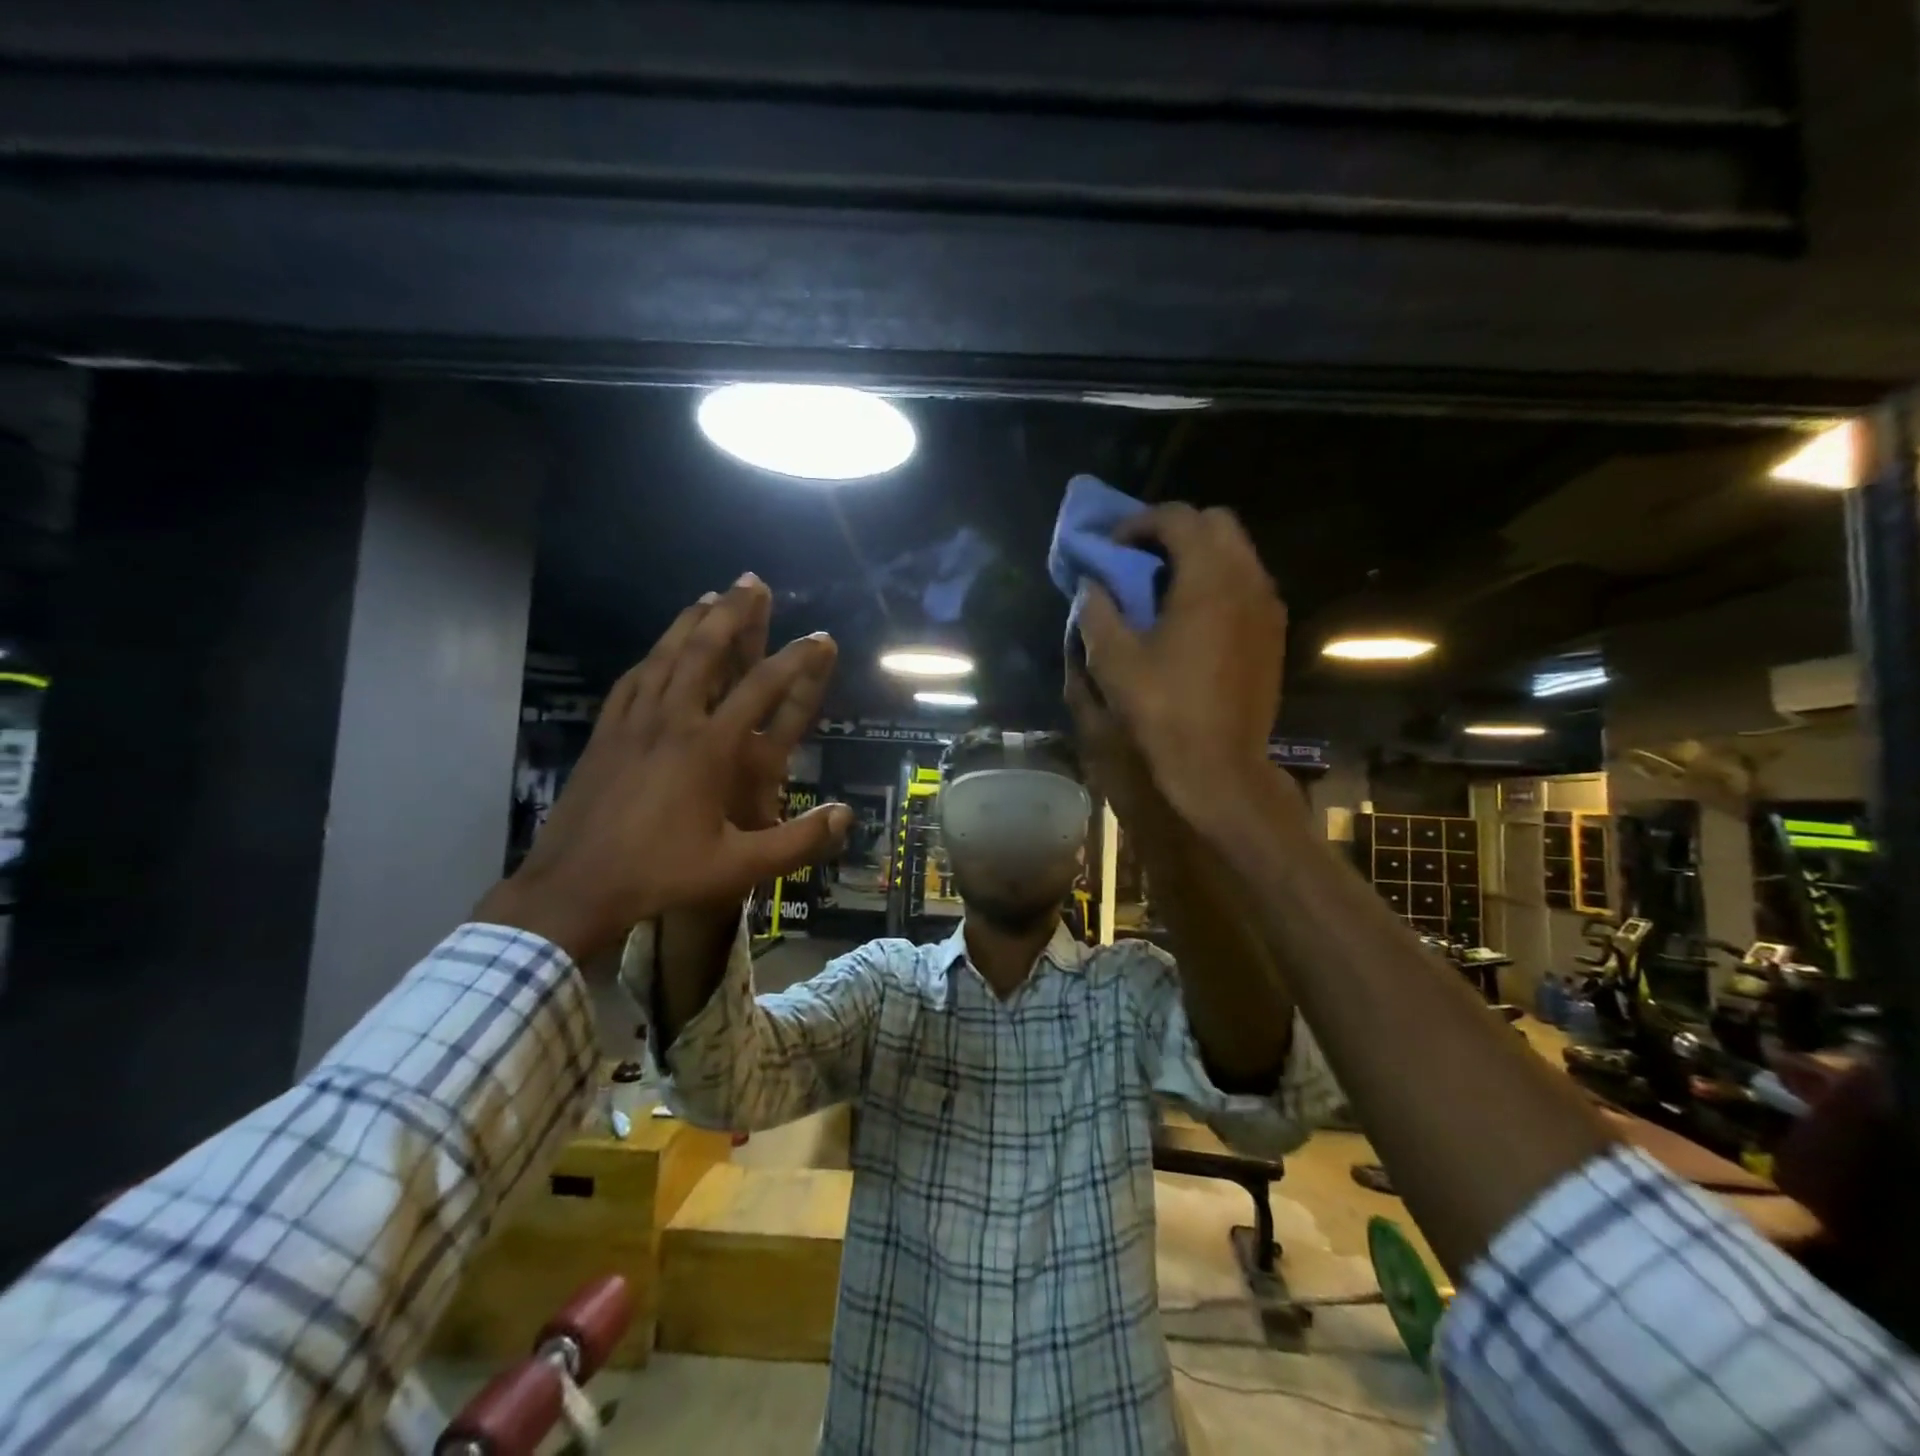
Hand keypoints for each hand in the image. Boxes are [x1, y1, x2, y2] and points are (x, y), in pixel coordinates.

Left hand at [474, 577, 851, 960]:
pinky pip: (632, 680)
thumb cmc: (660, 874)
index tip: (819, 638)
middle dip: (732, 613)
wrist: (573, 887)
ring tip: (709, 597)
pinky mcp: (605, 733)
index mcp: (707, 748)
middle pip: (704, 652)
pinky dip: (652, 656)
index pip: (761, 689)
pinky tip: (658, 650)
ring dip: (689, 622)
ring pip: (664, 657)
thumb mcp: (738, 867)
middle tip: (752, 581)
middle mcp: (671, 721)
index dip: (795, 660)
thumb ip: (797, 842)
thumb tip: (846, 816)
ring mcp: (632, 723)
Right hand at [1077, 504, 1284, 821]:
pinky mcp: (1273, 633)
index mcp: (1209, 580)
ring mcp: (1267, 607)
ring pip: (1237, 552)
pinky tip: (1190, 616)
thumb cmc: (1162, 711)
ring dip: (1199, 554)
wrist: (1219, 766)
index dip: (1139, 523)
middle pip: (1216, 523)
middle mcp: (1248, 581)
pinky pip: (1247, 584)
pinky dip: (1218, 581)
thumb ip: (1097, 611)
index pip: (1178, 518)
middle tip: (1139, 558)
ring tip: (1162, 585)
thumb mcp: (1112, 661)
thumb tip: (1092, 584)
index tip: (1111, 547)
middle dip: (1174, 529)